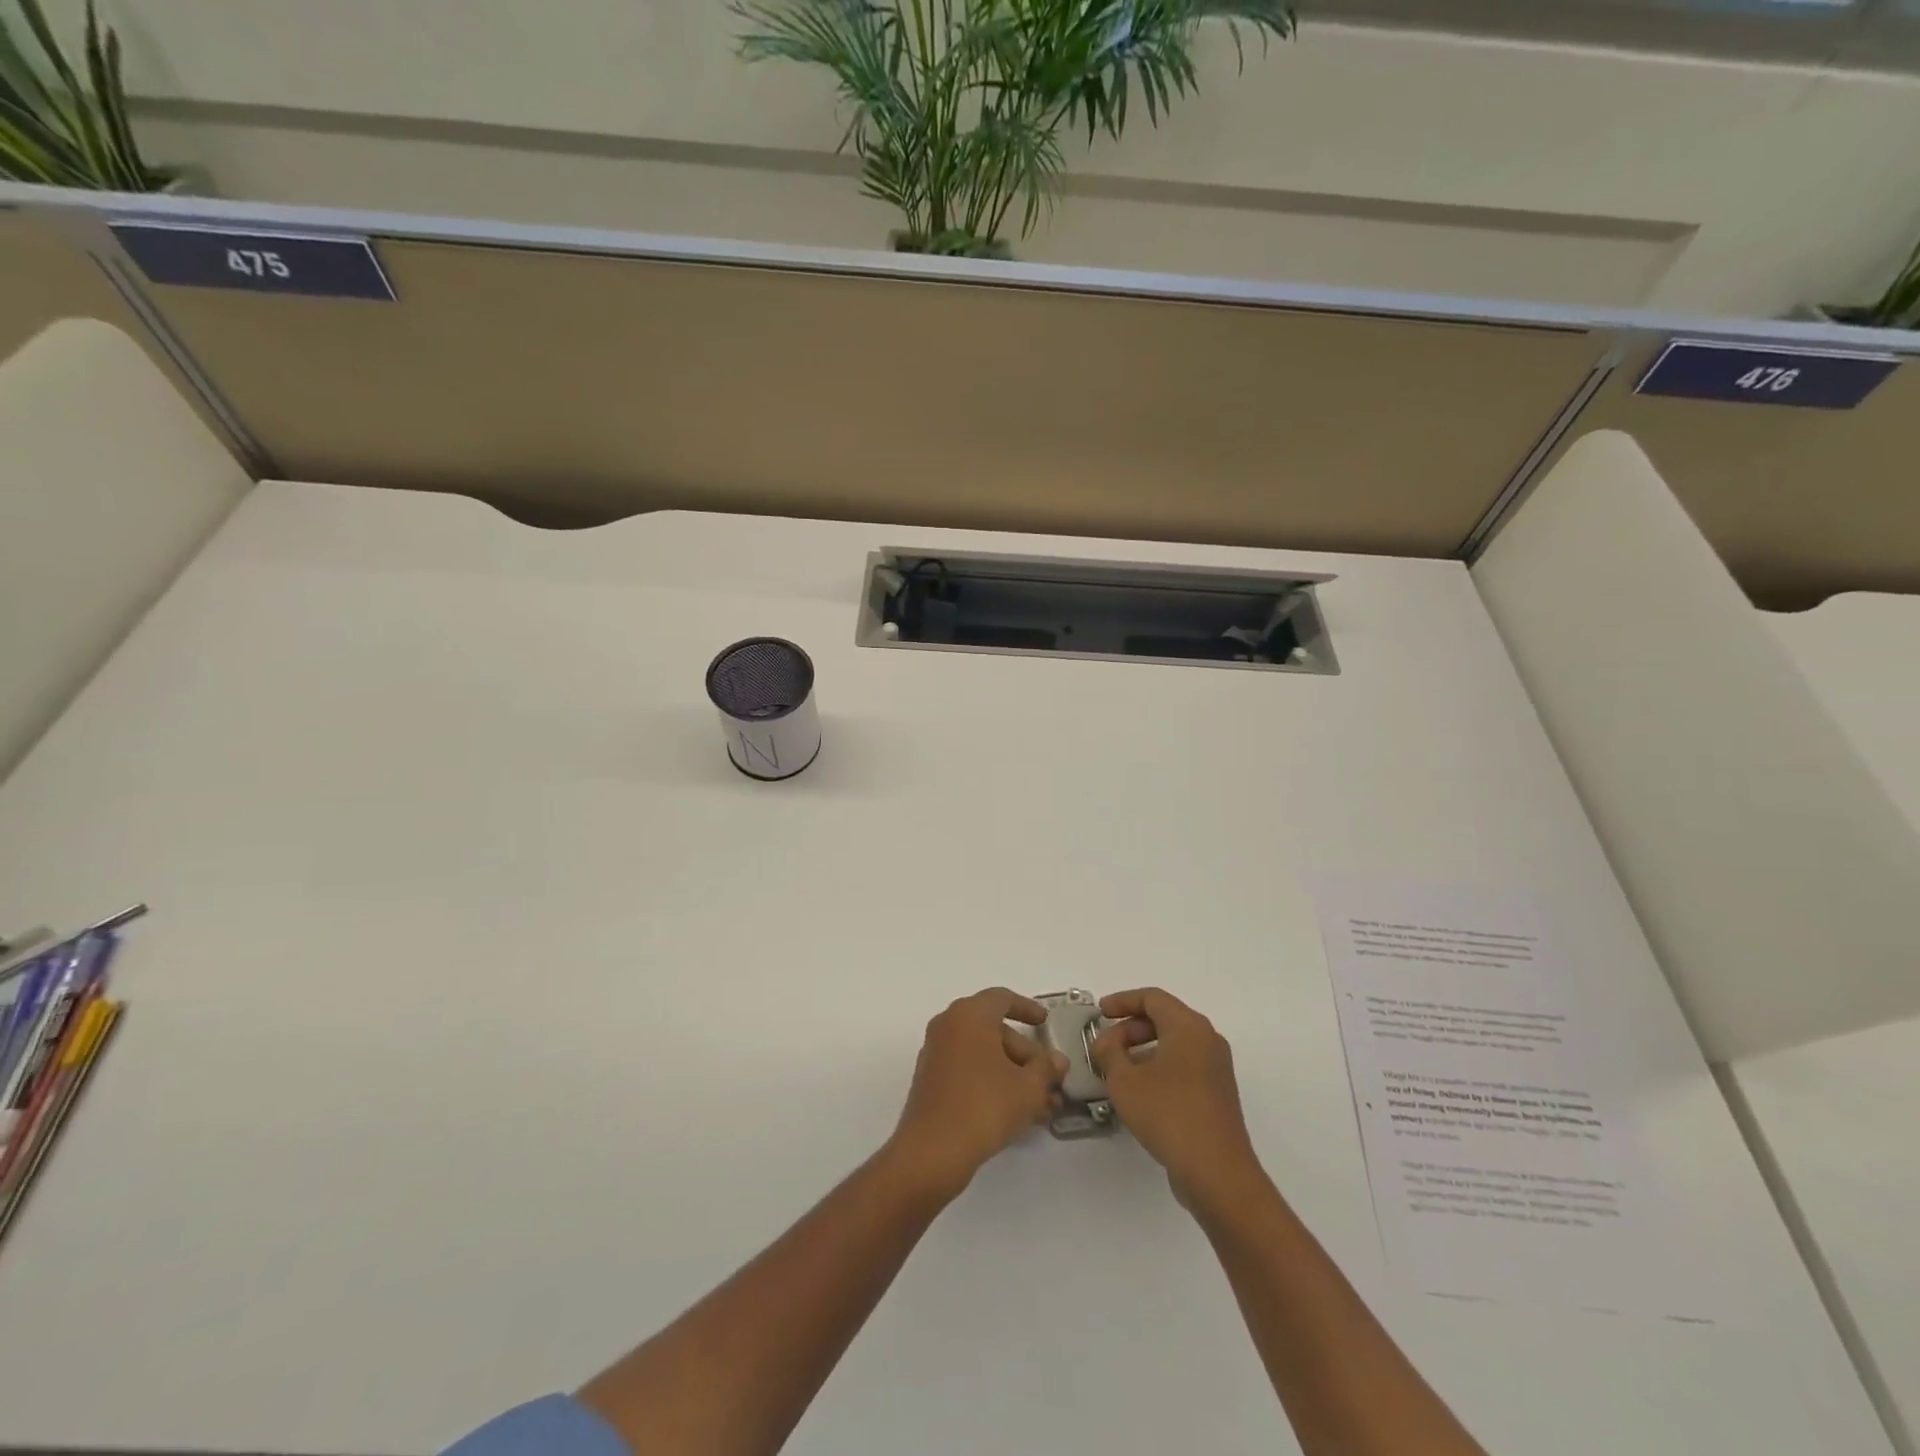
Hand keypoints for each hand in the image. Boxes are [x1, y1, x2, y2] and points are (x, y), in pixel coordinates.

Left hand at [888, 988, 1067, 1198]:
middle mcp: (949, 1026)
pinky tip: (1017, 1113)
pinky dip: (992, 1083)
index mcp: (969, 1015)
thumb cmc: (984, 1106)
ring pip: (983, 1055)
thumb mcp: (1027, 1088)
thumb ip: (1046, 1069)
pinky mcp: (931, 1081)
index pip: (1002, 998)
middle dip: (1026, 1055)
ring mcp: (937, 1053)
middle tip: (1050, 1080)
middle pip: (995, 1030)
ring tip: (1042, 1106)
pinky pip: (969, 1071)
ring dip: (1013, 1075)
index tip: (1046, 1023)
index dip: (1027, 1008)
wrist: (932, 1152)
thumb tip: (1058, 1060)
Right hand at [1092, 988, 1261, 1204]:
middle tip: (1105, 1047)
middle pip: (1164, 1018)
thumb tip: (1106, 1042)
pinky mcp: (1217, 1093)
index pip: (1152, 998)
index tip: (1099, 1013)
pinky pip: (1183, 1065)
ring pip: (1174, 1043)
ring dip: (1142, 1049)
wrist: (1217, 1172)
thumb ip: (1109, 1053)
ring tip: (1117, 1071)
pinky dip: (1158, 1067)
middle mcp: (1207, 1039)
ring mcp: (1216, 1068)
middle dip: (1129, 1028)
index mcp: (1188, 1027)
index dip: (1122, 1001)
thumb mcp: (1125, 1081)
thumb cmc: (1168, 1114)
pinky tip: (1139, 1091)